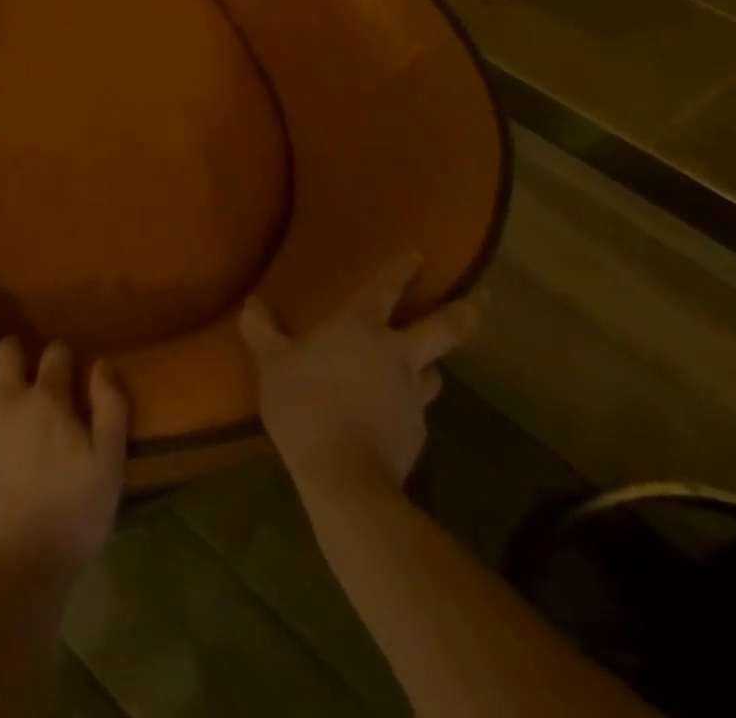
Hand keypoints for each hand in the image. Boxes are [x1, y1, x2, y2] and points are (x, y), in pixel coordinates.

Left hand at [0, 335, 128, 577]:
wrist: (20, 567)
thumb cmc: (72, 516)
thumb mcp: (110, 463)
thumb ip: (111, 407)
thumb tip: (102, 364)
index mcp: (47, 398)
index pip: (57, 355)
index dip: (63, 357)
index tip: (68, 368)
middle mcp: (6, 394)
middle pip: (9, 351)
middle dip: (17, 348)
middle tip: (21, 358)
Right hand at [241, 253, 486, 494]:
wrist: (345, 478)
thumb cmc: (306, 405)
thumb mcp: (272, 364)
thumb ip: (262, 331)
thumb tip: (253, 304)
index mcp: (361, 328)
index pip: (386, 289)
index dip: (401, 270)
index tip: (419, 255)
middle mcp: (396, 354)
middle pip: (444, 329)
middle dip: (465, 311)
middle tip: (482, 300)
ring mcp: (412, 396)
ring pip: (435, 372)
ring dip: (432, 364)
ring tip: (428, 365)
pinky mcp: (417, 433)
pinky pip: (417, 408)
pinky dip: (409, 404)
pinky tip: (393, 413)